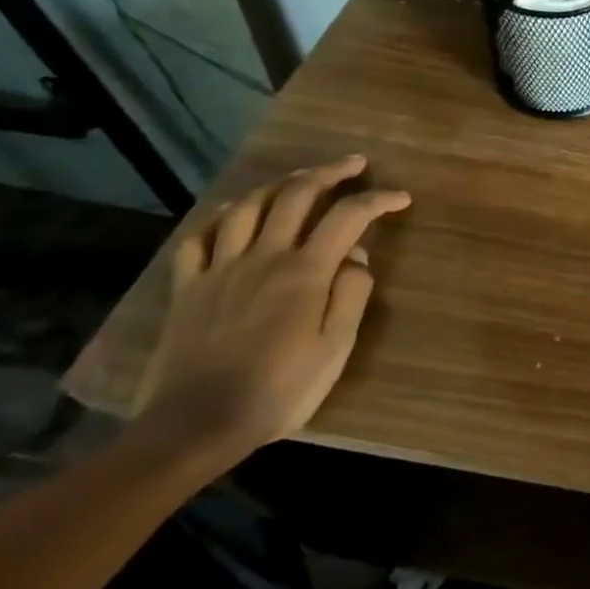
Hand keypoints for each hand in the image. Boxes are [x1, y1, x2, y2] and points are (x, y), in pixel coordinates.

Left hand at [133, 155, 410, 468]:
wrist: (197, 423)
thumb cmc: (281, 388)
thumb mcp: (336, 347)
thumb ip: (351, 295)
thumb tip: (358, 257)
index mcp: (305, 271)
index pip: (349, 217)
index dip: (379, 200)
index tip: (401, 199)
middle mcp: (263, 257)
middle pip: (296, 195)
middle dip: (329, 172)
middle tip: (354, 165)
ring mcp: (220, 269)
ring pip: (247, 207)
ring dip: (278, 185)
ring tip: (298, 181)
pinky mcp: (188, 288)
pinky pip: (199, 239)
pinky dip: (222, 218)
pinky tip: (236, 216)